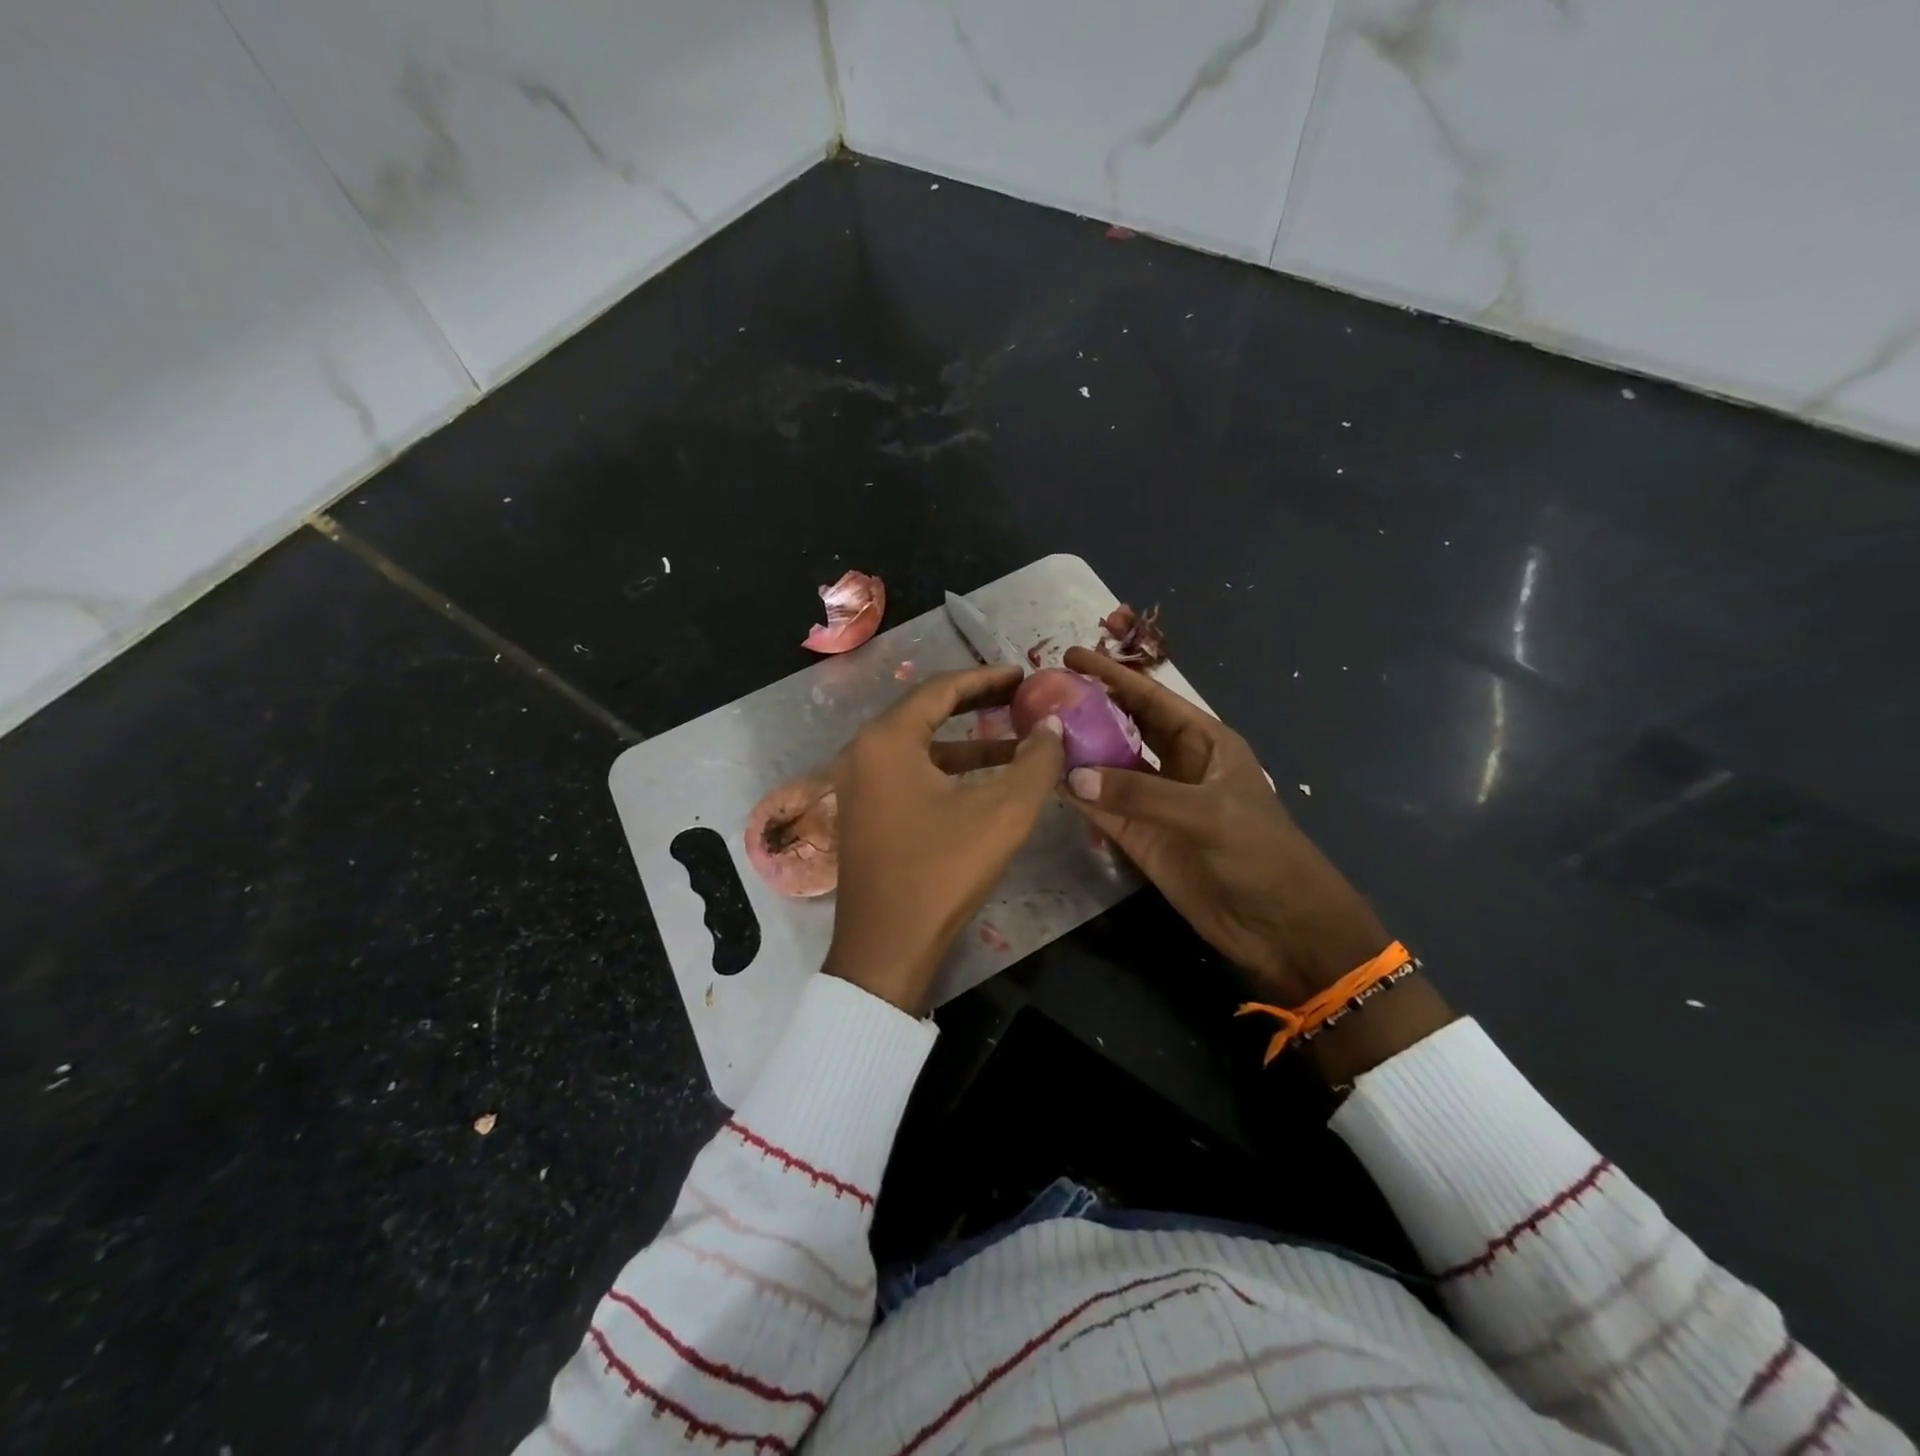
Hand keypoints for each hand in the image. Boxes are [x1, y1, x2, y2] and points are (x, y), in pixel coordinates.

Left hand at [825, 666, 1064, 1013]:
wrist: (886, 948)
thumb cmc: (942, 872)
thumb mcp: (1002, 813)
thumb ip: (1036, 762)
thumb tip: (1052, 725)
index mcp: (887, 740)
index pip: (941, 689)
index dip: (987, 678)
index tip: (1024, 676)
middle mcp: (864, 752)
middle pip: (926, 712)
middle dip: (977, 704)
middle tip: (1020, 698)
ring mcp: (859, 785)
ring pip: (920, 747)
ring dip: (967, 742)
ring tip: (1016, 741)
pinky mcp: (865, 813)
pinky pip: (910, 774)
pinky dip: (948, 770)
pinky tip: (985, 780)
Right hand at [1059, 646, 1450, 1080]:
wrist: (1281, 926)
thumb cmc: (1261, 854)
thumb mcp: (1207, 814)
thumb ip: (1140, 794)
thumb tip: (1071, 775)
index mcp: (1204, 742)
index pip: (1151, 698)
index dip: (1112, 676)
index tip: (1070, 655)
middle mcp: (1175, 765)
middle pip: (1124, 726)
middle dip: (1087, 708)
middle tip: (1039, 693)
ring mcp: (1154, 802)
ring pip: (1106, 767)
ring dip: (1075, 751)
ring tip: (1032, 730)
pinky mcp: (1140, 838)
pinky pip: (1101, 809)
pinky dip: (1074, 795)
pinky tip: (1044, 779)